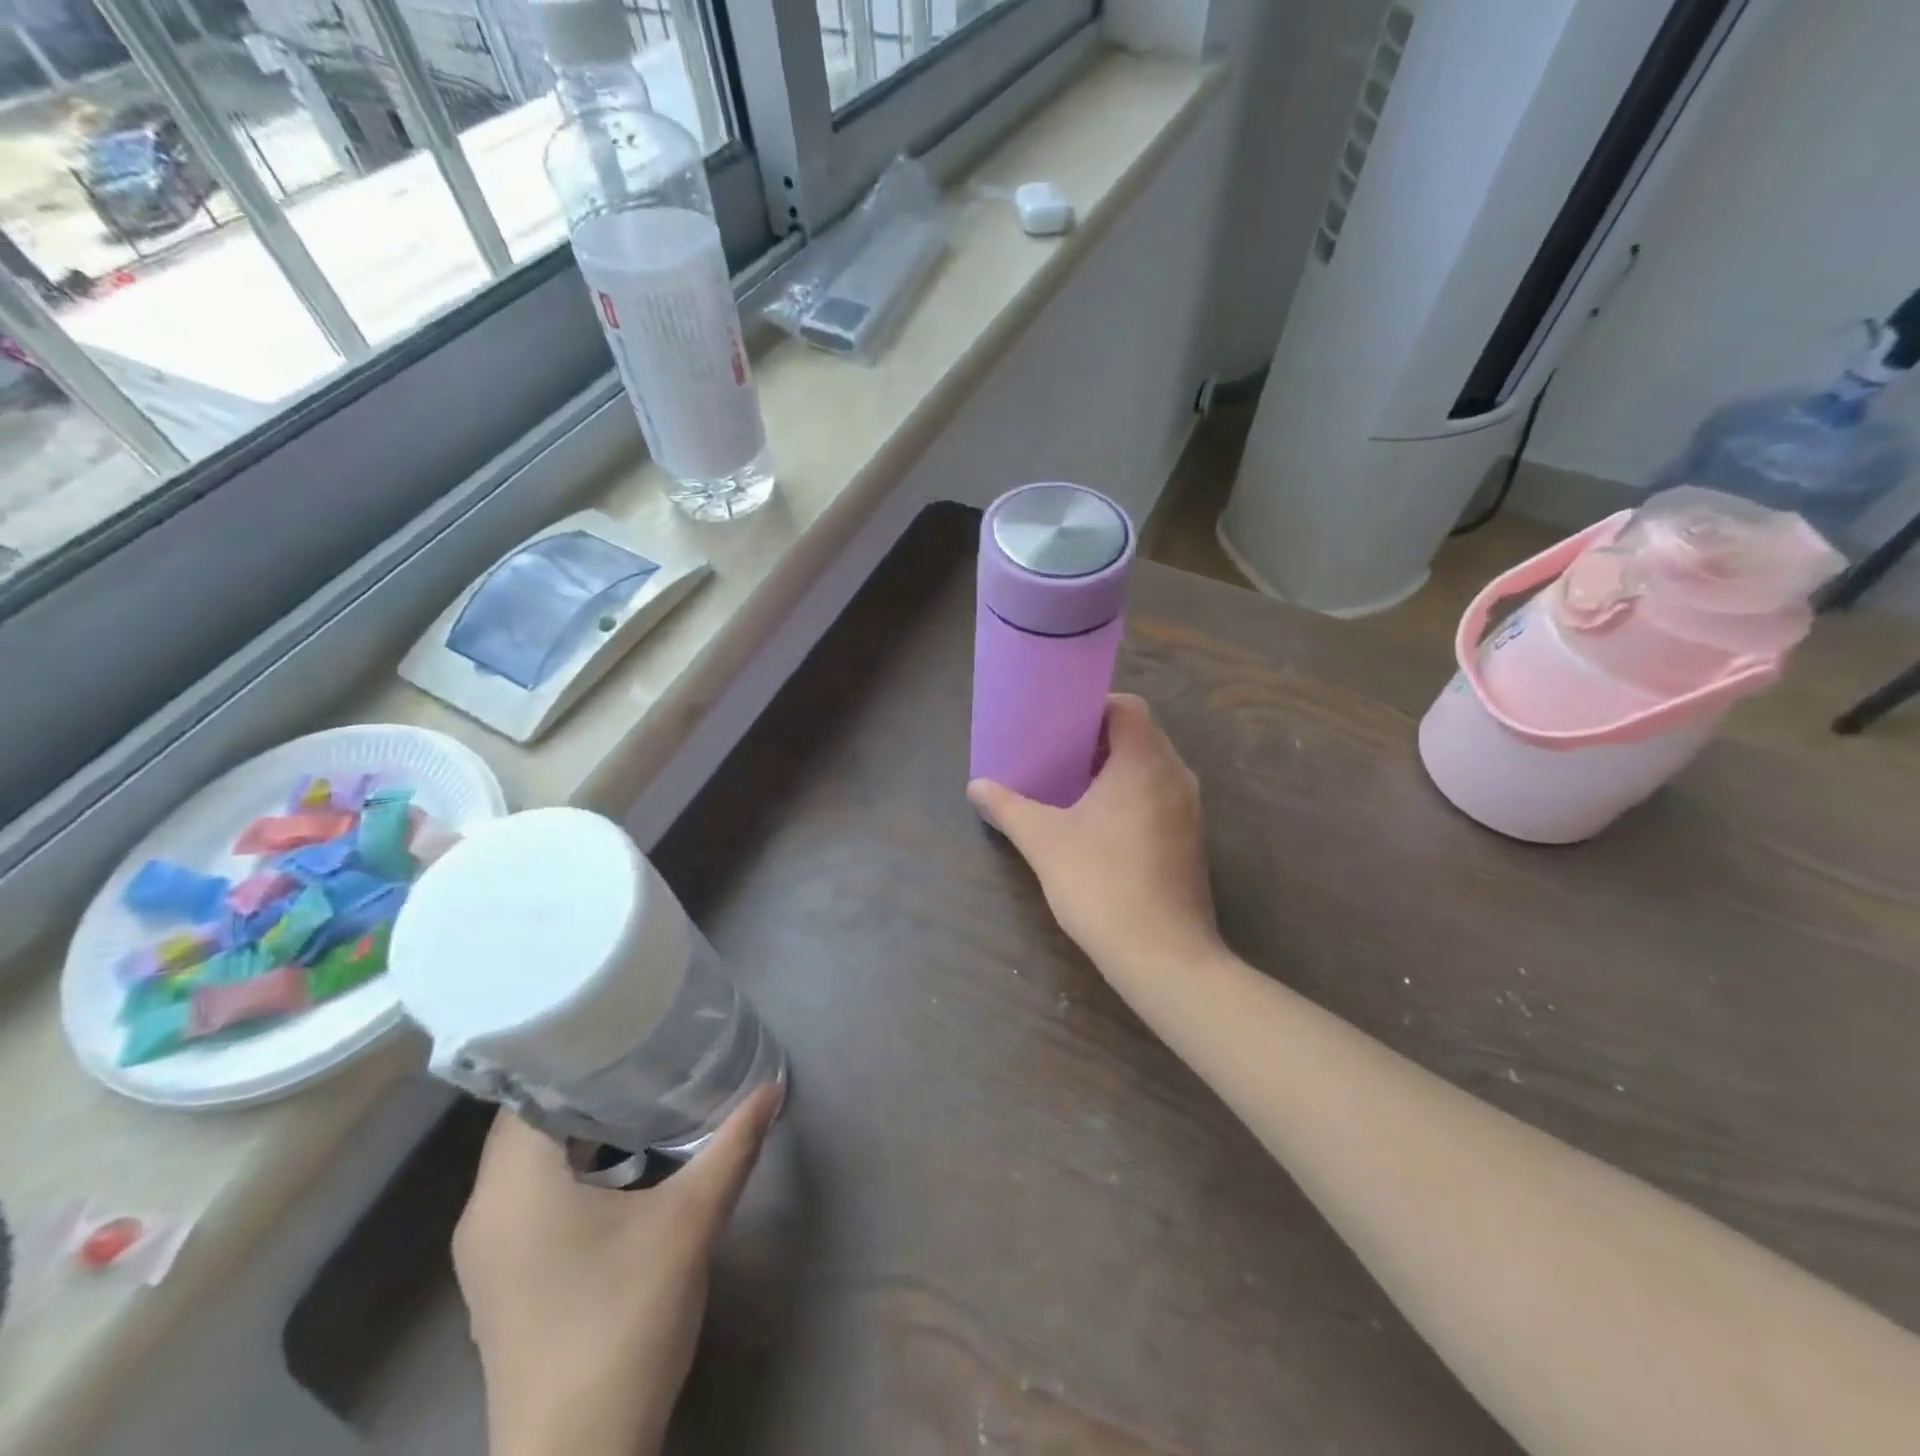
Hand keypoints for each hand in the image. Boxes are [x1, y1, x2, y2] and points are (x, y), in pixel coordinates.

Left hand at [454, 1082, 783, 1455]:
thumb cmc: (624, 1321)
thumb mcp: (689, 1221)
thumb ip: (731, 1147)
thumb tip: (772, 1088)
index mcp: (513, 1188)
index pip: (527, 1090)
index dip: (570, 1051)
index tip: (619, 1021)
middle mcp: (485, 1212)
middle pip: (528, 1122)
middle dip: (584, 1084)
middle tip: (642, 1048)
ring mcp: (488, 1253)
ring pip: (529, 1161)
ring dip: (579, 1127)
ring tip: (638, 1091)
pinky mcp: (504, 1280)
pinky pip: (530, 1195)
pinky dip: (570, 1166)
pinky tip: (621, 1162)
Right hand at [967, 693, 1219, 984]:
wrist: (1163, 956)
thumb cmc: (1102, 884)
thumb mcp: (1043, 841)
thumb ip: (1008, 807)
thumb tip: (976, 787)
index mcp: (1145, 762)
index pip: (1127, 707)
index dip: (1092, 708)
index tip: (1058, 725)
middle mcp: (1175, 776)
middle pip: (1139, 736)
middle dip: (1096, 741)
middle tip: (1055, 755)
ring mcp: (1189, 810)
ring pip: (1150, 770)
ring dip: (1113, 771)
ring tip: (1070, 787)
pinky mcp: (1190, 841)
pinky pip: (1158, 798)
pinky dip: (1130, 797)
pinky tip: (1097, 826)